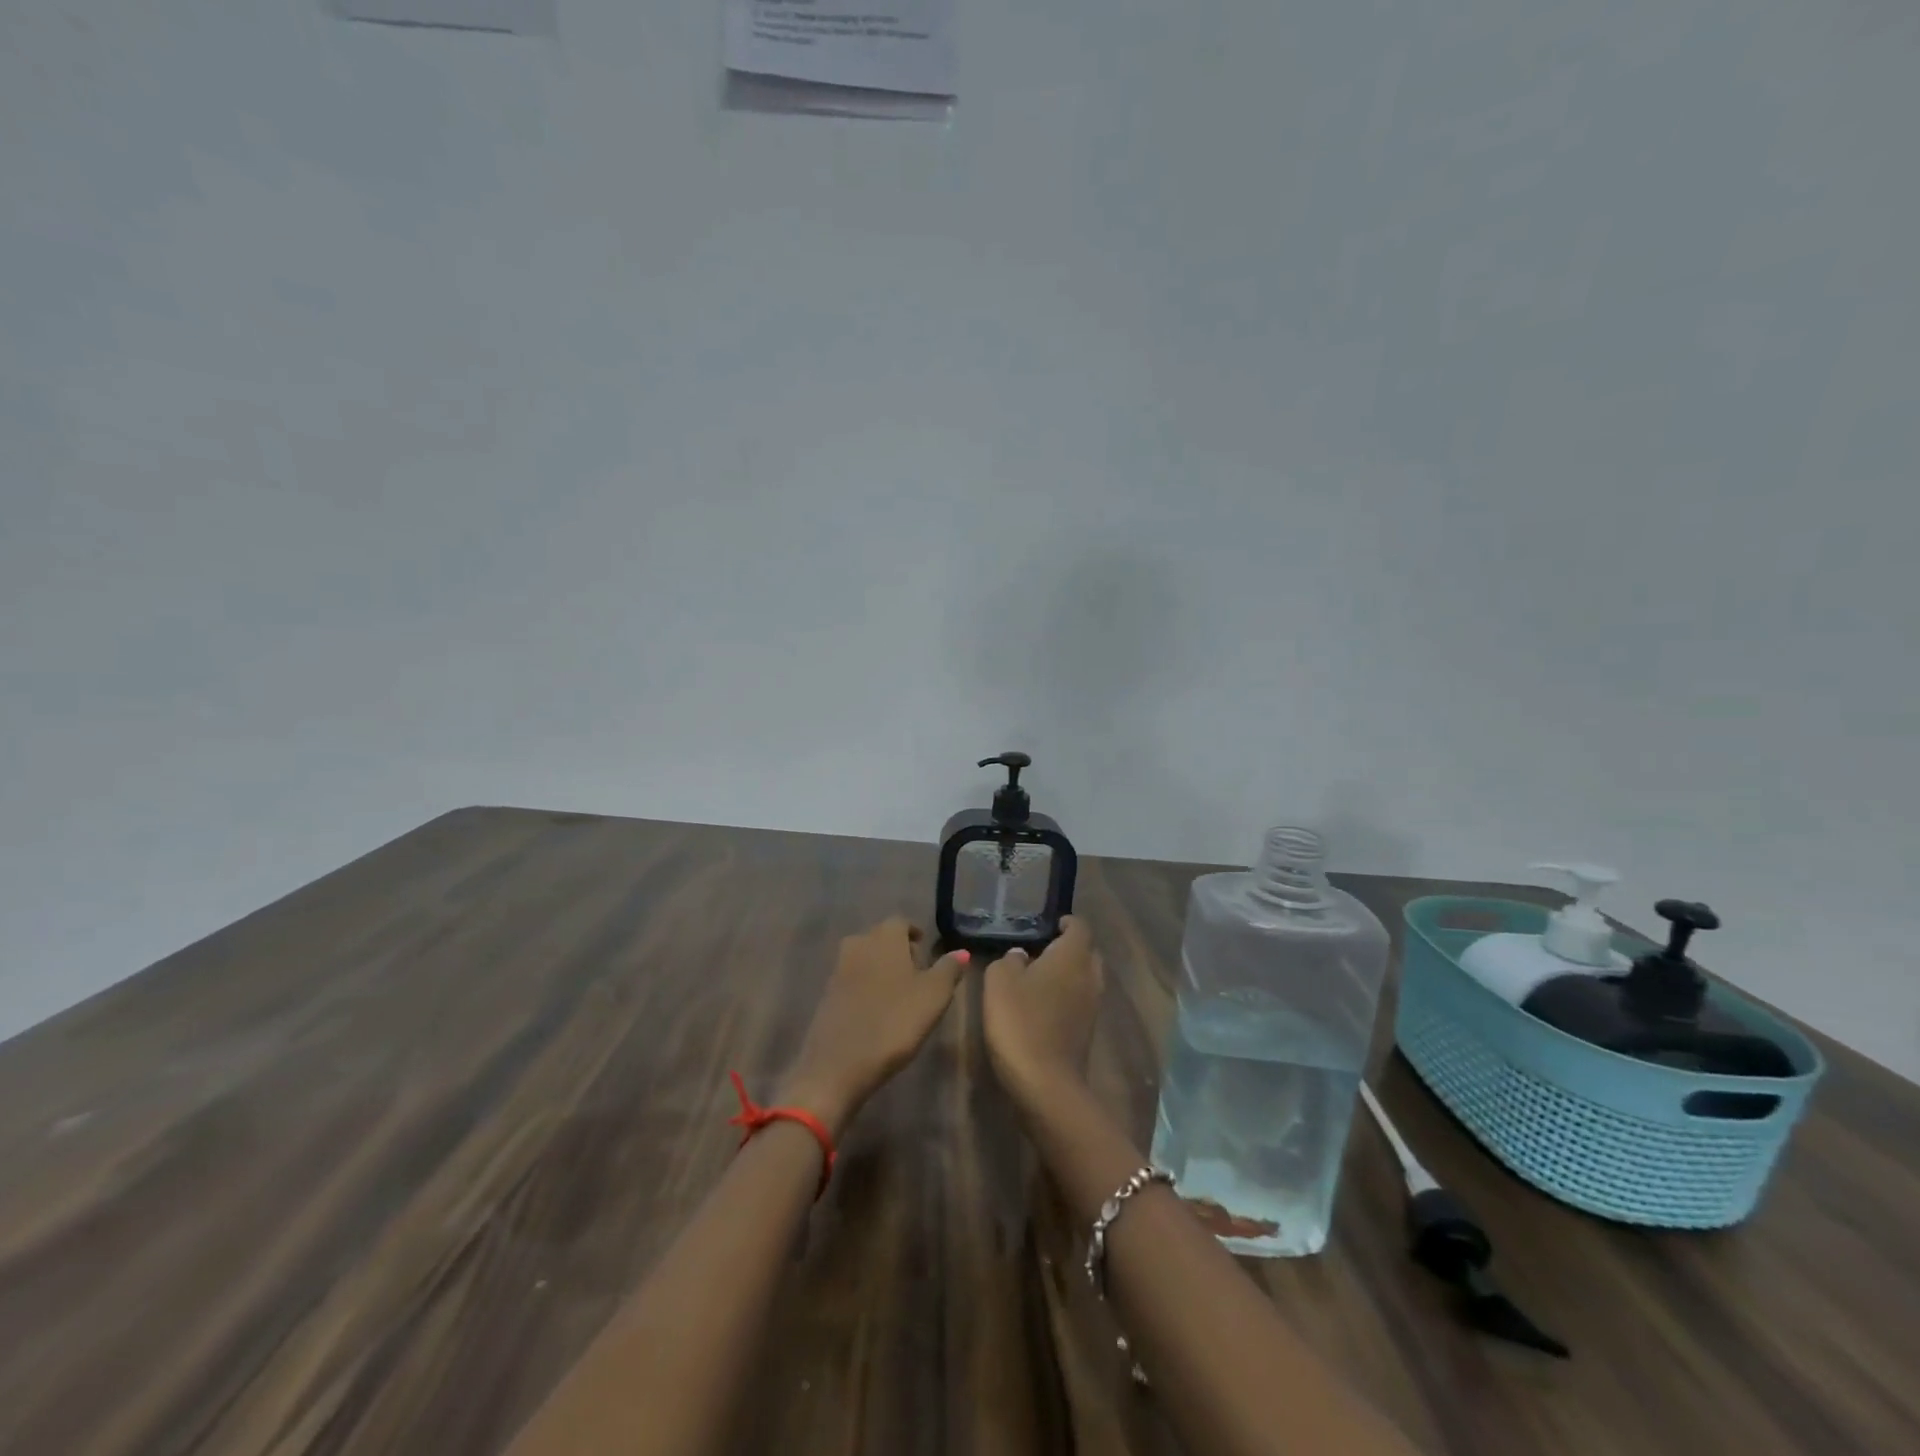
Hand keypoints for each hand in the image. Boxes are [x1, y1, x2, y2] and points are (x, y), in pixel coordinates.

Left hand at [777, 918, 969, 1134]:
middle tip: (918, 975)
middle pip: (882, 938)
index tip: (927, 953)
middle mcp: (858, 944)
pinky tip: (878, 1011)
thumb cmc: (894, 1022)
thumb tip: (961, 951)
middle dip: (900, 951)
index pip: (901, 922)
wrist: (838, 1063)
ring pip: (866, 958)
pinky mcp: (827, 994)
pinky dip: (867, 987)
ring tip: (901, 995)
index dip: (915, 934)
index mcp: (884, 937)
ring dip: (882, 969)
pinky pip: (853, 980)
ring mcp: (838, 969)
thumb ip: (949, 969)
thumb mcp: (934, 996)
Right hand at [981, 916, 1103, 1109]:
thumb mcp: (999, 981)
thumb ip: (1009, 959)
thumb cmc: (1021, 1020)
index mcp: (1073, 955)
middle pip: (1086, 951)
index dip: (1063, 921)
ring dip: (1066, 974)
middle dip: (1067, 947)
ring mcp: (1093, 1005)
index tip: (1043, 925)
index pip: (1079, 925)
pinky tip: (1040, 1005)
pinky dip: (1065, 996)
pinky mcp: (1088, 1030)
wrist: (1045, 1083)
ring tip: (1036, 977)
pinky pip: (1080, 1000)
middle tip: (1038, 950)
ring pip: (1085, 977)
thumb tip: (1021, 956)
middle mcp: (1090, 975)